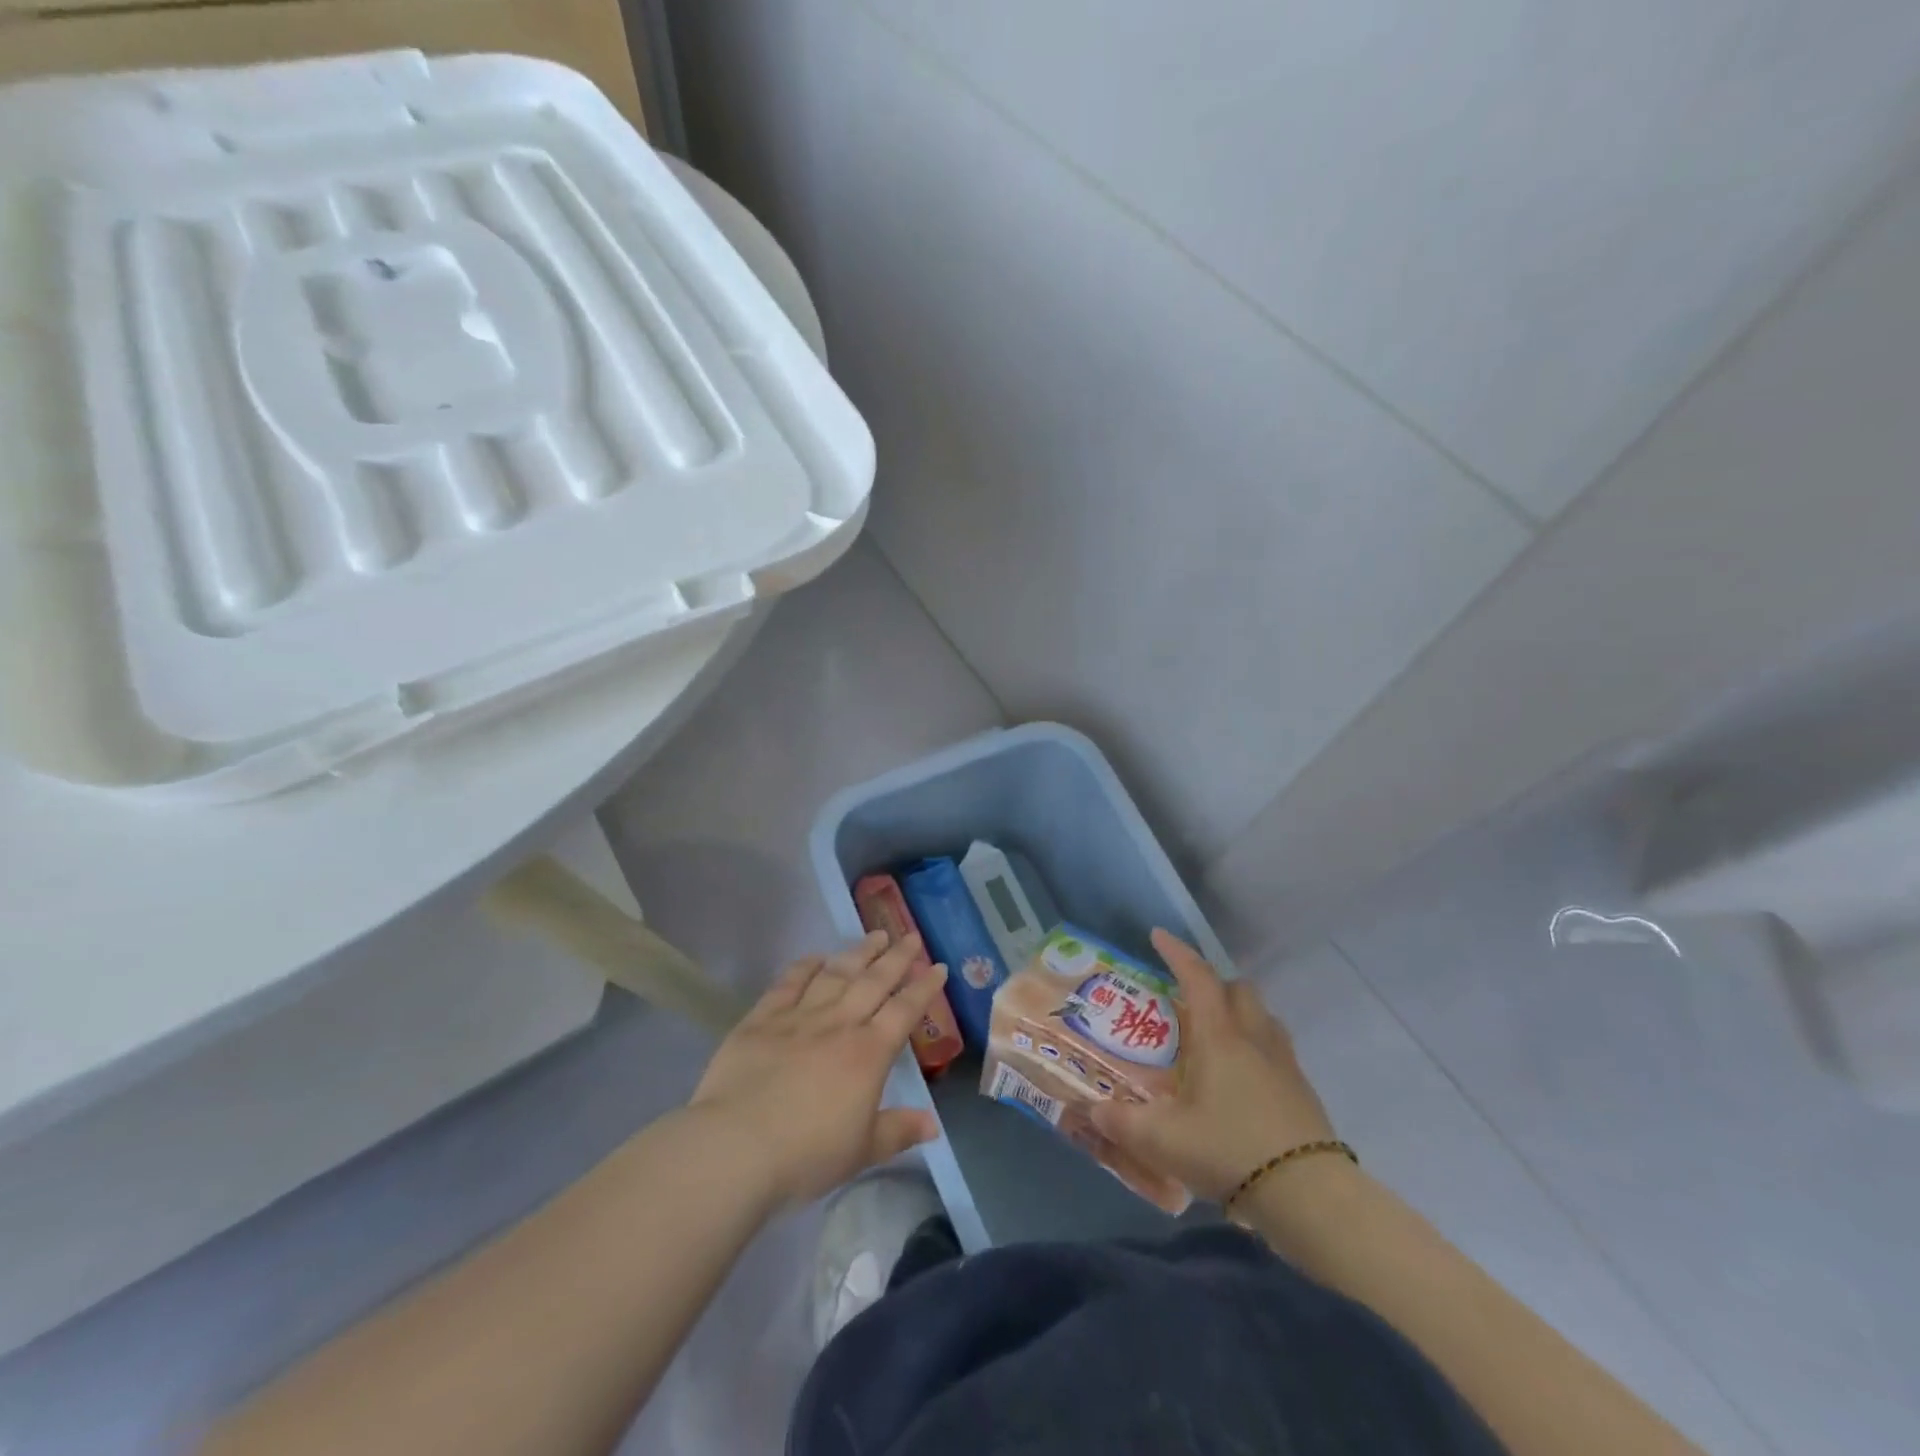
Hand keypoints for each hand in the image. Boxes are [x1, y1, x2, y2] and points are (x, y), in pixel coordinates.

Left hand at [689, 931, 947, 1207]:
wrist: (736, 1147)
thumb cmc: (806, 1155)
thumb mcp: (861, 1151)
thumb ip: (898, 1131)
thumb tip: (934, 1124)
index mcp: (869, 1053)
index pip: (905, 1011)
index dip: (924, 987)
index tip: (938, 966)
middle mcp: (839, 1024)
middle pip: (874, 981)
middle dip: (897, 957)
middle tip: (911, 936)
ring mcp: (799, 1017)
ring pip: (836, 974)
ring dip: (858, 952)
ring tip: (875, 935)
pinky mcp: (762, 1018)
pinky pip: (788, 983)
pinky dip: (804, 966)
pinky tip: (816, 956)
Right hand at [1090, 928, 1334, 1201]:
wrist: (1309, 1197)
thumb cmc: (1229, 1150)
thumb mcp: (1162, 1141)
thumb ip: (1123, 1123)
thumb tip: (1093, 1112)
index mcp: (1219, 1036)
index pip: (1197, 977)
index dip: (1177, 953)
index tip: (1158, 936)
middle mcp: (1254, 1039)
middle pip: (1239, 989)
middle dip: (1213, 983)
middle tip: (1188, 999)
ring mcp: (1285, 1064)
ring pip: (1263, 1017)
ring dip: (1239, 1013)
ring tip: (1216, 1036)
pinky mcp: (1303, 1093)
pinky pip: (1277, 1050)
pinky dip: (1257, 1048)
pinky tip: (1242, 1080)